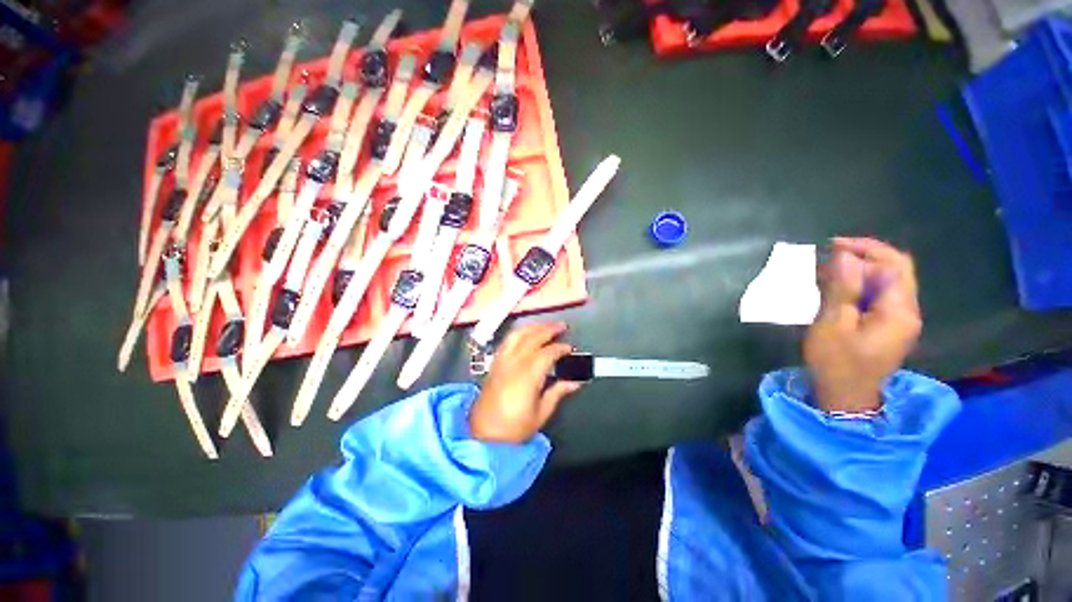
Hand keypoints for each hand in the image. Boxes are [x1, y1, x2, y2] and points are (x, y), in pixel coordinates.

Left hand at [469, 322, 582, 443]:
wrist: (483, 434)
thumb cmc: (513, 428)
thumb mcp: (541, 413)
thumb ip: (558, 392)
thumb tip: (575, 382)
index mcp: (527, 376)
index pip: (547, 353)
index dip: (561, 348)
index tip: (570, 348)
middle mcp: (513, 363)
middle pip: (532, 337)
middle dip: (548, 329)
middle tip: (562, 327)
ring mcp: (502, 361)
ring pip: (517, 334)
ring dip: (533, 327)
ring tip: (545, 326)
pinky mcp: (495, 363)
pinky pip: (507, 340)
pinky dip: (519, 332)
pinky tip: (526, 334)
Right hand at [803, 237, 921, 412]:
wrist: (845, 397)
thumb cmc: (836, 362)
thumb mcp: (833, 323)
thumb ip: (843, 289)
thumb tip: (845, 256)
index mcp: (899, 310)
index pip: (894, 264)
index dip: (867, 248)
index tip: (833, 245)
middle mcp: (908, 311)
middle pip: (896, 270)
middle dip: (865, 256)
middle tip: (830, 255)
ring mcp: (900, 320)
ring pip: (888, 282)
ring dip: (861, 271)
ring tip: (828, 271)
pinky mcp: (889, 327)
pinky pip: (880, 296)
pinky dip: (861, 286)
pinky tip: (838, 290)